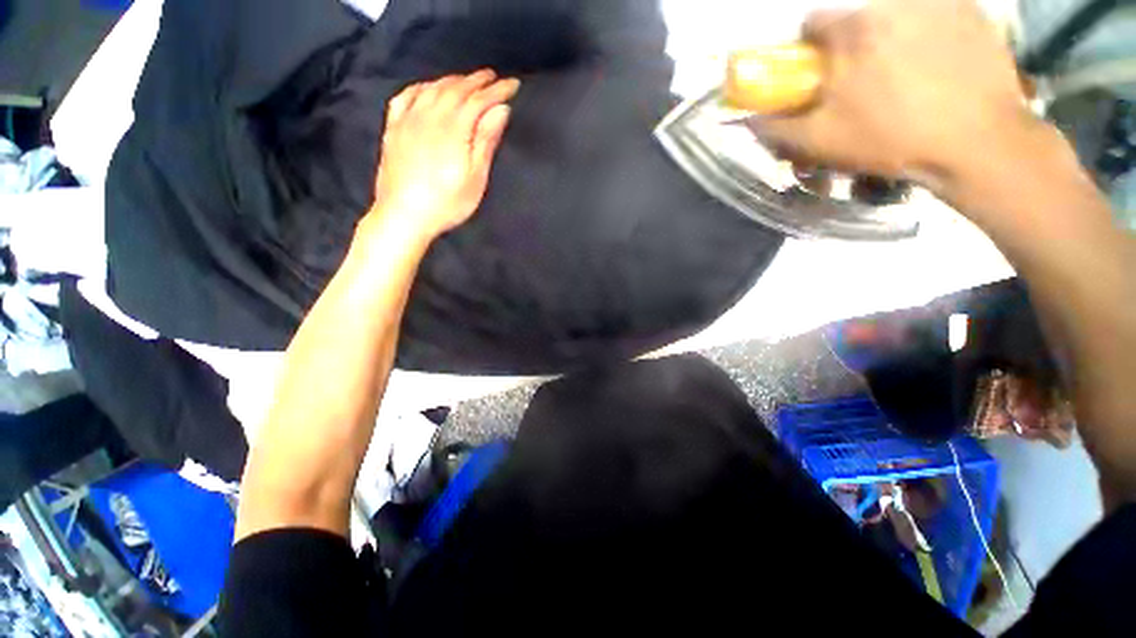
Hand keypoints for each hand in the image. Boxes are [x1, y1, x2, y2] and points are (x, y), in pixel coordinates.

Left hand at [370, 70, 519, 239]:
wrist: (404, 216)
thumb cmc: (447, 203)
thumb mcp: (475, 178)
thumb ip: (486, 141)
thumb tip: (500, 110)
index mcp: (454, 128)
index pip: (479, 100)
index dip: (498, 91)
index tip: (513, 85)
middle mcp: (430, 116)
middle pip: (456, 89)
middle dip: (477, 80)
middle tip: (493, 77)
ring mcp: (408, 119)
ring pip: (433, 89)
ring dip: (453, 80)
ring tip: (467, 80)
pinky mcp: (394, 128)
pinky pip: (406, 96)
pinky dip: (421, 87)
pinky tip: (428, 88)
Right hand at [756, 0, 1032, 189]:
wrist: (976, 141)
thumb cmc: (889, 139)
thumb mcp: (820, 142)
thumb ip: (777, 127)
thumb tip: (749, 119)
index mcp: (850, 33)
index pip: (812, 23)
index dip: (809, 49)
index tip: (818, 73)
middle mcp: (890, 4)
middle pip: (856, 20)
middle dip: (852, 46)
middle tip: (865, 81)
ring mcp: (935, 3)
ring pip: (895, 15)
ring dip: (890, 37)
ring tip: (906, 74)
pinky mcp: (971, 11)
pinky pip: (936, 13)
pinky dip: (930, 32)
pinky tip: (938, 63)